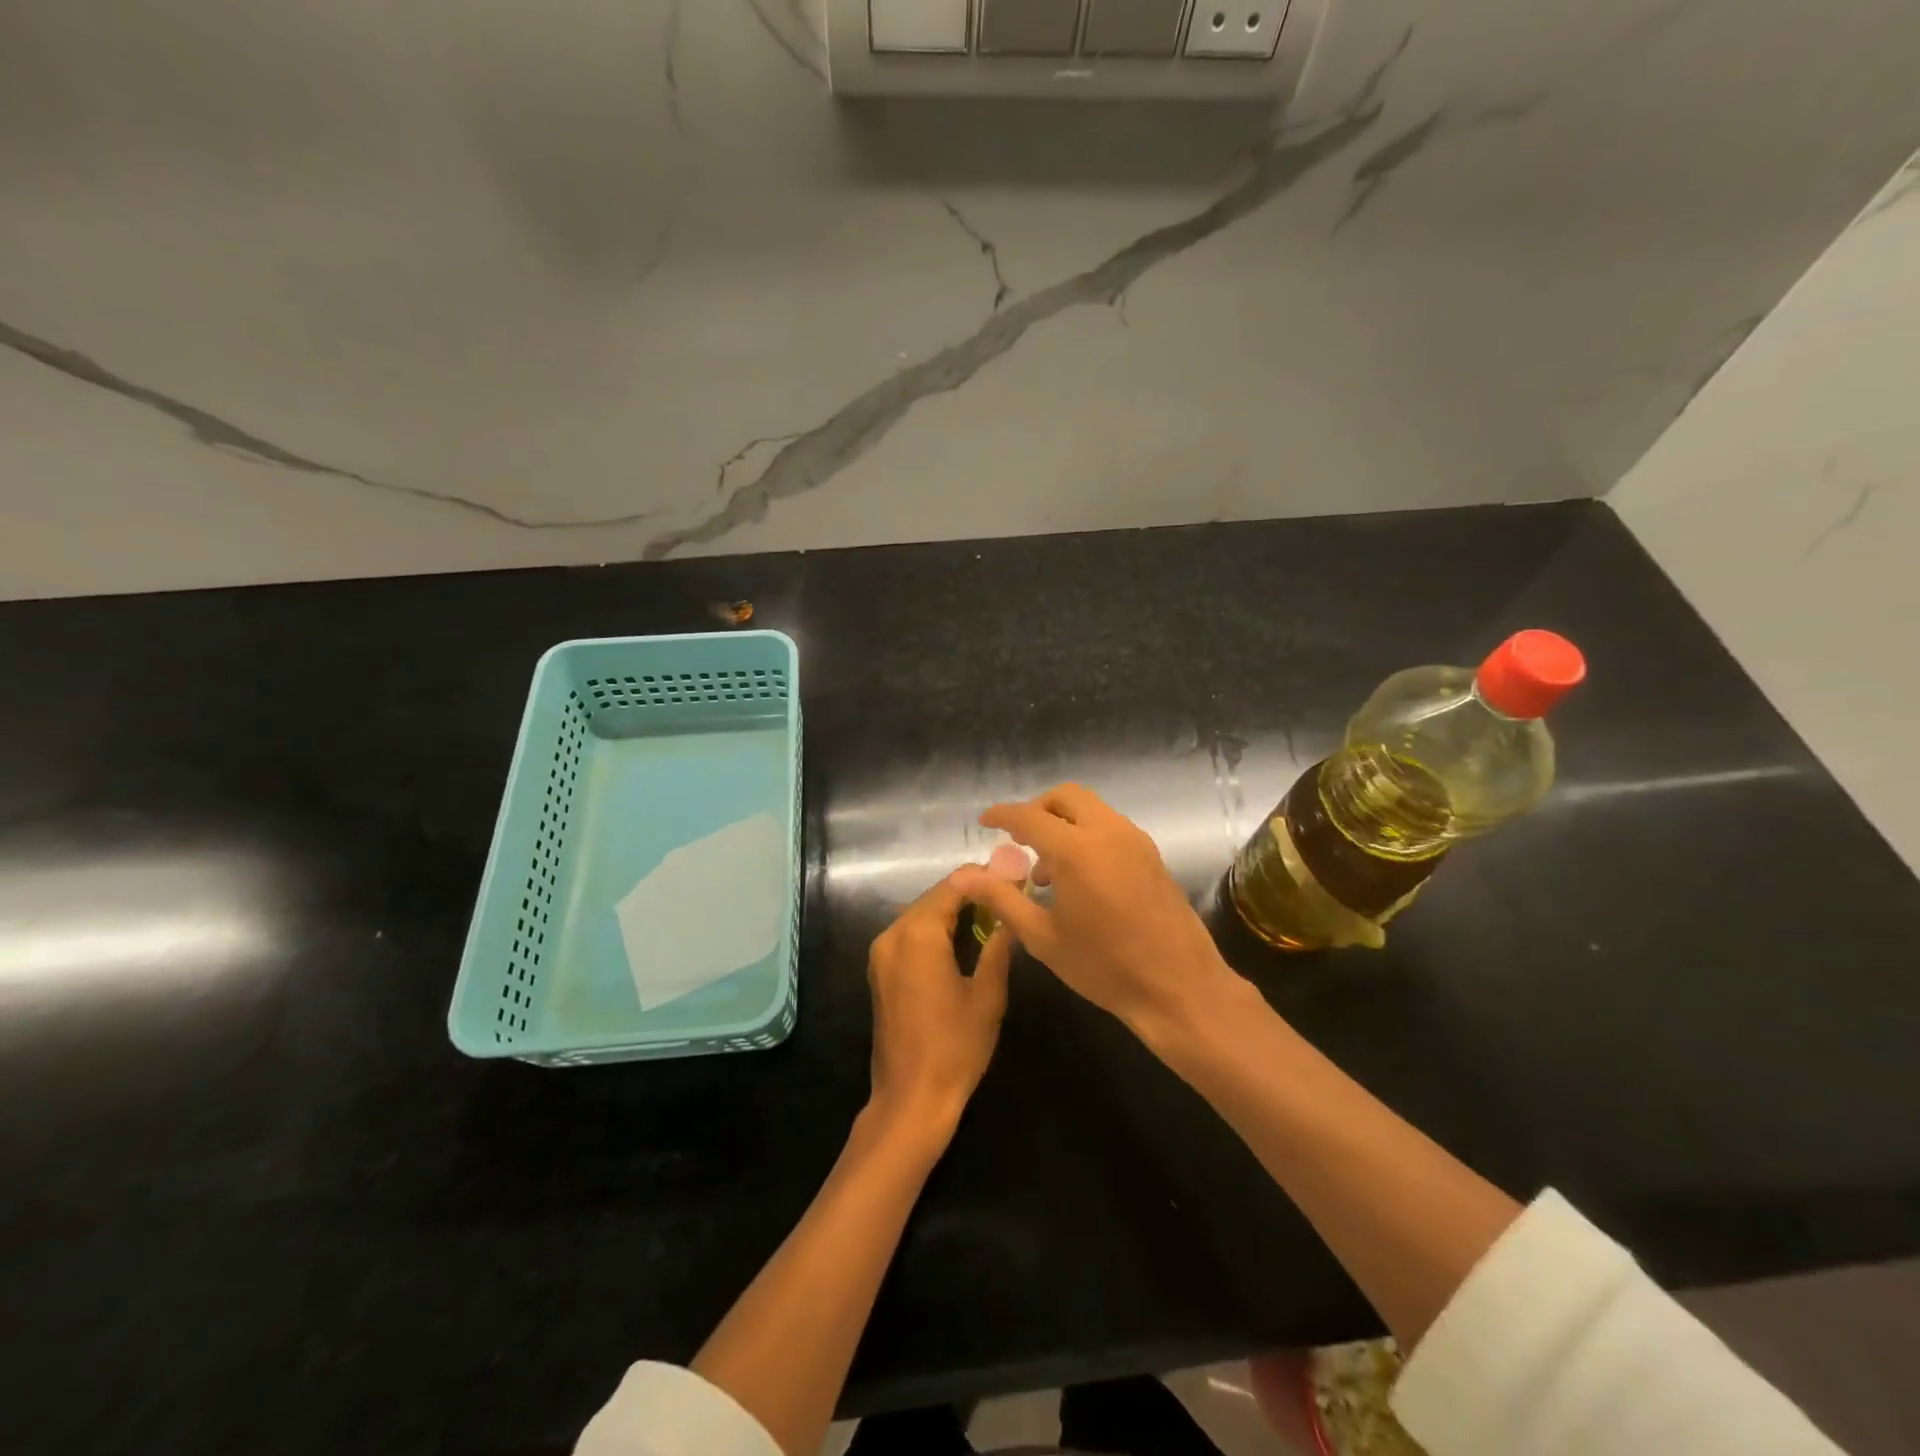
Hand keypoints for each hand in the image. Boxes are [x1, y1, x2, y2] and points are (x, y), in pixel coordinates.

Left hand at [865, 872, 1013, 1143]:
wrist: (910, 1098)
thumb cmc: (955, 1048)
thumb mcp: (987, 996)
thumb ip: (998, 947)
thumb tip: (1011, 914)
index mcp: (918, 935)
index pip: (953, 886)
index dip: (984, 878)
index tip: (1013, 876)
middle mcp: (893, 934)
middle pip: (934, 896)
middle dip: (969, 892)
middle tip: (1007, 893)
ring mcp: (881, 951)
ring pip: (921, 912)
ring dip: (953, 908)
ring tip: (992, 912)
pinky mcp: (880, 968)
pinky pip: (910, 933)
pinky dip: (935, 927)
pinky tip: (963, 935)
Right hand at [951, 784, 1232, 1040]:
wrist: (1179, 988)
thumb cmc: (1105, 967)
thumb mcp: (1043, 937)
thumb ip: (1002, 898)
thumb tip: (962, 876)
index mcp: (1077, 850)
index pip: (1029, 816)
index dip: (1002, 815)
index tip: (984, 822)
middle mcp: (1108, 832)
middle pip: (1066, 797)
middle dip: (1037, 809)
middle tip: (1018, 839)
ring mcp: (1135, 841)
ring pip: (1091, 809)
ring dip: (1063, 822)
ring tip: (1046, 870)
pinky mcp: (1152, 855)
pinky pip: (1111, 827)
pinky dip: (1086, 834)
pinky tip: (1079, 877)